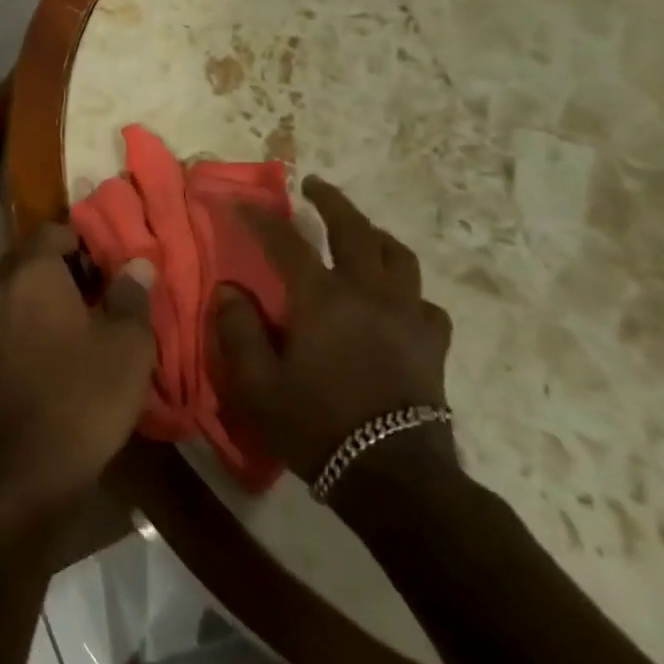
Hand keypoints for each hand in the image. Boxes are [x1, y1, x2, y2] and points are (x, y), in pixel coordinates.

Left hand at [0, 225, 156, 538]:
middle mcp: (2, 286)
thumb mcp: (129, 344)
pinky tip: (70, 343)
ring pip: (22, 285)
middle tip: (108, 283)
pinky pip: (14, 314)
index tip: (115, 257)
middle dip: (68, 262)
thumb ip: (133, 295)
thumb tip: (136, 264)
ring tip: (95, 314)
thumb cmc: (84, 395)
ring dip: (53, 290)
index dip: (86, 237)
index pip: (53, 229)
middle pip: (33, 255)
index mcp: (31, 272)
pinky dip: (38, 315)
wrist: (28, 467)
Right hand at [209, 176, 453, 479]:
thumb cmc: (316, 426)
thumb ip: (238, 330)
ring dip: (374, 235)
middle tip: (314, 187)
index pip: (285, 241)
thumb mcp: (256, 384)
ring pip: (398, 257)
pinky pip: (424, 302)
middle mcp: (368, 293)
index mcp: (322, 298)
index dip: (259, 217)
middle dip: (332, 202)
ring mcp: (407, 316)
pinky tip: (396, 298)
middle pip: (355, 230)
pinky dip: (407, 290)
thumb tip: (230, 289)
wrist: (394, 477)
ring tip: (360, 231)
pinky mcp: (433, 344)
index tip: (239, 200)